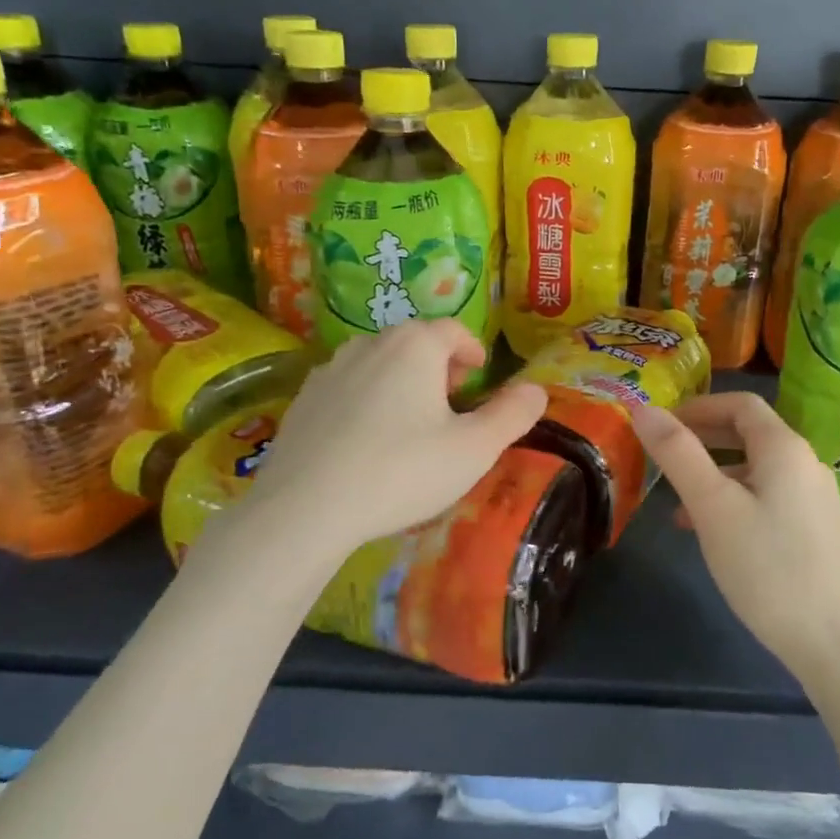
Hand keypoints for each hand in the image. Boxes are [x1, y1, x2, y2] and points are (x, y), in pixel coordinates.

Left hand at [239, 321, 546, 555]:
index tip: (479, 377)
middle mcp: (370, 343)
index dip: (472, 350)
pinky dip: (366, 402)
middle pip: (415, 343)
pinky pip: (347, 388)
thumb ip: (512, 415)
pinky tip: (366, 443)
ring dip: (401, 382)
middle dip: (438, 366)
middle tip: (451, 404)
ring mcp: (330, 369)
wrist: (305, 508)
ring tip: (410, 425)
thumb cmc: (402, 471)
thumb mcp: (474, 449)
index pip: (453, 330)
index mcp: (415, 346)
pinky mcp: (302, 399)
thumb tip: (537, 389)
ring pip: (379, 364)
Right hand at [630, 391, 839, 678]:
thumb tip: (644, 409)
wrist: (836, 644)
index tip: (661, 424)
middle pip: (750, 433)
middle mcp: (805, 464)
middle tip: (662, 455)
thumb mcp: (713, 507)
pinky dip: (734, 501)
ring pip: (756, 469)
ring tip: (676, 502)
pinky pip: (767, 498)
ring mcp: (814, 500)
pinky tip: (710, 533)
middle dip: (703, 438)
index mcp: (784, 448)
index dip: (698, 406)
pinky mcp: (816, 531)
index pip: (741, 403)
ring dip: (714, 474)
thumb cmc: (768, 567)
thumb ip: (678, 454)